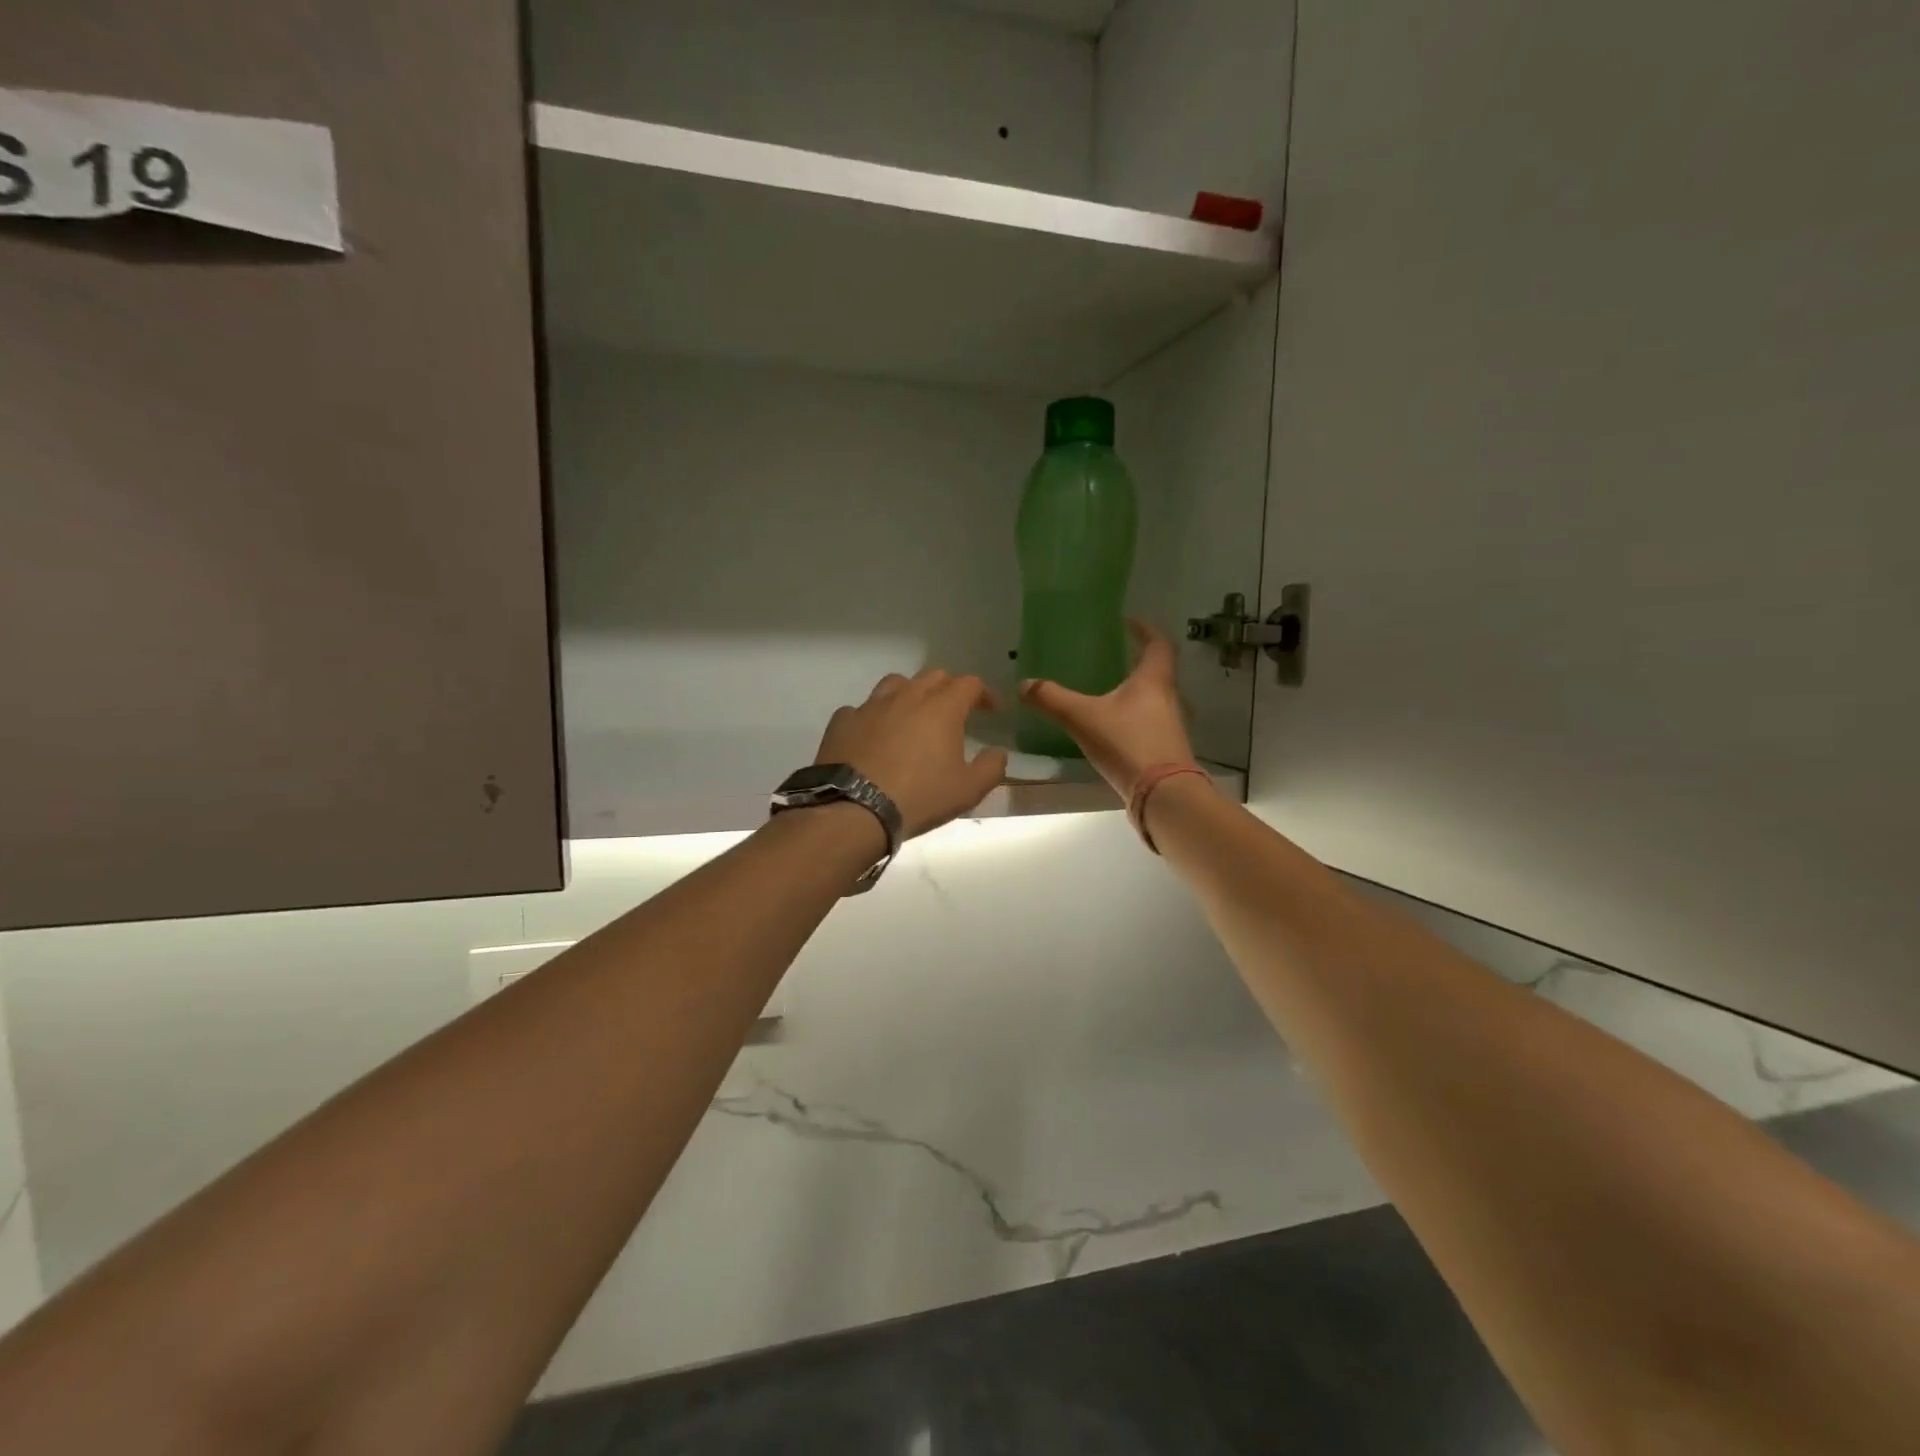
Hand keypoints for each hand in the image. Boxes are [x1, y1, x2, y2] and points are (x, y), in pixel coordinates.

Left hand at [816, 670, 1009, 838]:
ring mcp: (871, 706)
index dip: (983, 694)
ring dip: (910, 694)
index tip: (991, 711)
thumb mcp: (968, 790)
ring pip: (896, 683)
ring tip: (912, 716)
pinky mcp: (842, 721)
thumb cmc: (919, 797)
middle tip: (954, 713)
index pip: (969, 684)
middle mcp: (907, 696)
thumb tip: (998, 752)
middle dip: (949, 689)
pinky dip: (873, 717)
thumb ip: (991, 767)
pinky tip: (873, 736)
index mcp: (942, 708)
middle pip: (933, 677)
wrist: (854, 808)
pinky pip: (861, 709)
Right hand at [1018, 621, 1195, 797]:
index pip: (1157, 644)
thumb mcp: (1083, 718)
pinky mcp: (1164, 748)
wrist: (1162, 794)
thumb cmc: (1128, 743)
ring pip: (1152, 698)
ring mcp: (1169, 725)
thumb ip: (1053, 699)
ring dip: (1134, 691)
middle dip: (1135, 662)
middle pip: (1156, 671)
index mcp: (1153, 680)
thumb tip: (1024, 684)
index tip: (1129, 621)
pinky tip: (1111, 726)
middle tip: (1111, 656)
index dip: (1145, 629)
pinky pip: (1148, 722)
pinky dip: (1131, 717)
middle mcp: (1168, 697)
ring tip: (1106, 691)